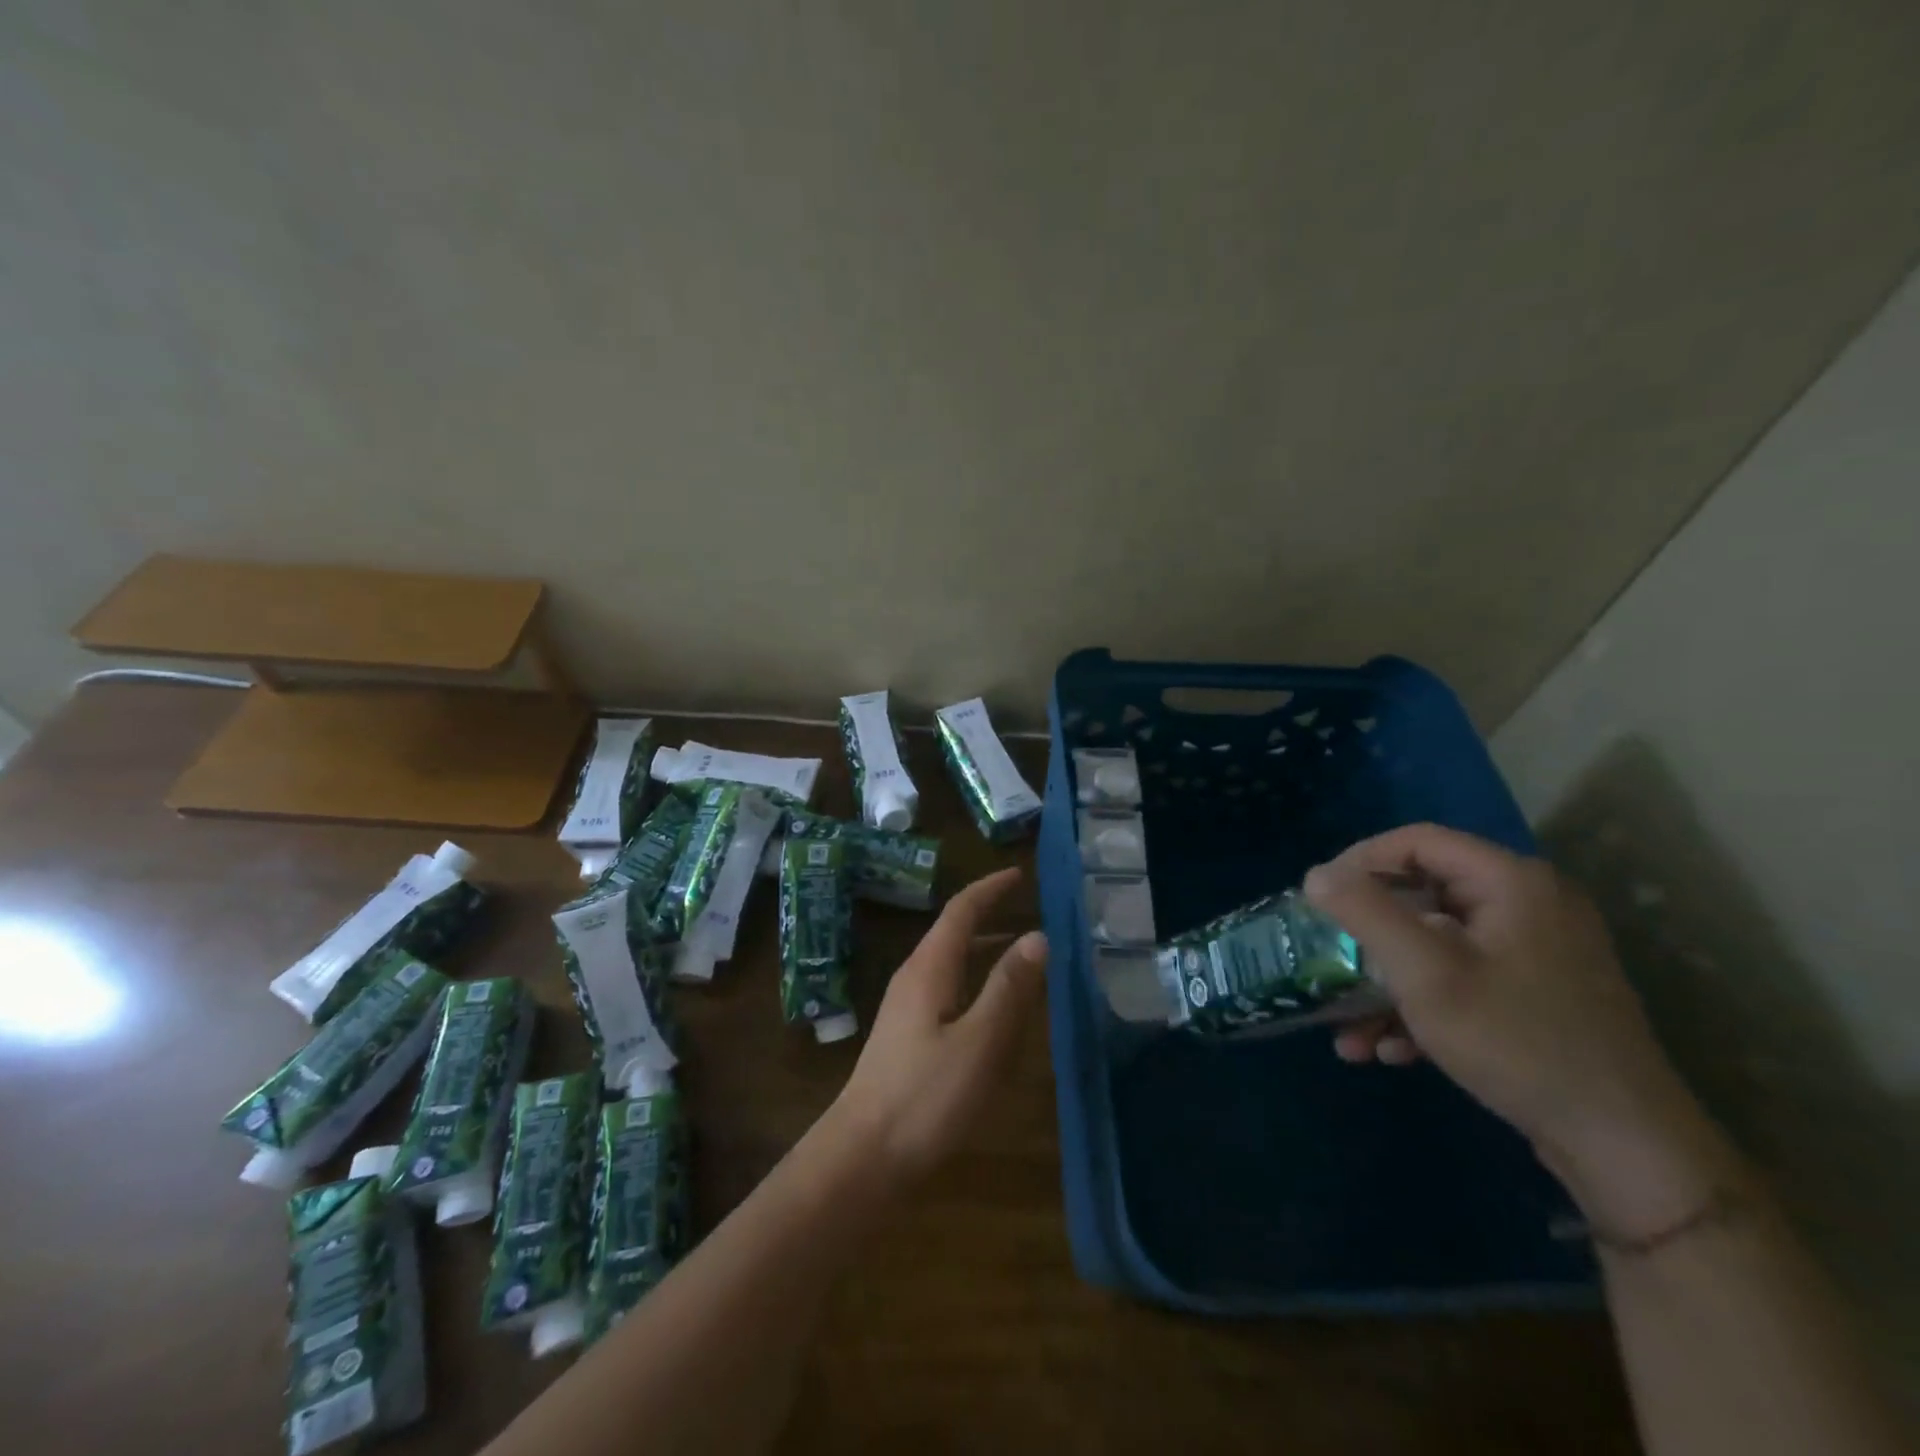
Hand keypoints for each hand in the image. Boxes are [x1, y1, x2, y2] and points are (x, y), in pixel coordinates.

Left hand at [830, 867, 1046, 1183]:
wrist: (863, 1155)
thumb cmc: (925, 1096)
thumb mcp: (980, 1042)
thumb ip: (1009, 988)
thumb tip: (1038, 935)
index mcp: (929, 968)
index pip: (961, 910)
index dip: (990, 889)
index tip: (1019, 873)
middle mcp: (915, 977)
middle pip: (954, 931)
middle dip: (989, 914)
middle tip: (1029, 908)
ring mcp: (907, 1007)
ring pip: (951, 962)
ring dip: (984, 948)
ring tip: (1021, 951)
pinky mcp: (908, 1035)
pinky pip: (948, 989)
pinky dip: (975, 980)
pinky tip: (994, 1007)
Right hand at [1305, 824, 1740, 1241]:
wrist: (1626, 1147)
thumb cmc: (1517, 1041)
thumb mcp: (1425, 973)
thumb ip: (1366, 913)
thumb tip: (1317, 874)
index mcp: (1511, 882)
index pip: (1417, 841)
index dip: (1359, 861)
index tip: (1319, 898)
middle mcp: (1528, 904)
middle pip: (1423, 893)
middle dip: (1366, 934)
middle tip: (1326, 956)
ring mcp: (1537, 951)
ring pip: (1437, 943)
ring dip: (1386, 981)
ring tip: (1347, 1028)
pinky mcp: (1537, 992)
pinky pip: (1463, 977)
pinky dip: (1421, 1004)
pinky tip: (1390, 1049)